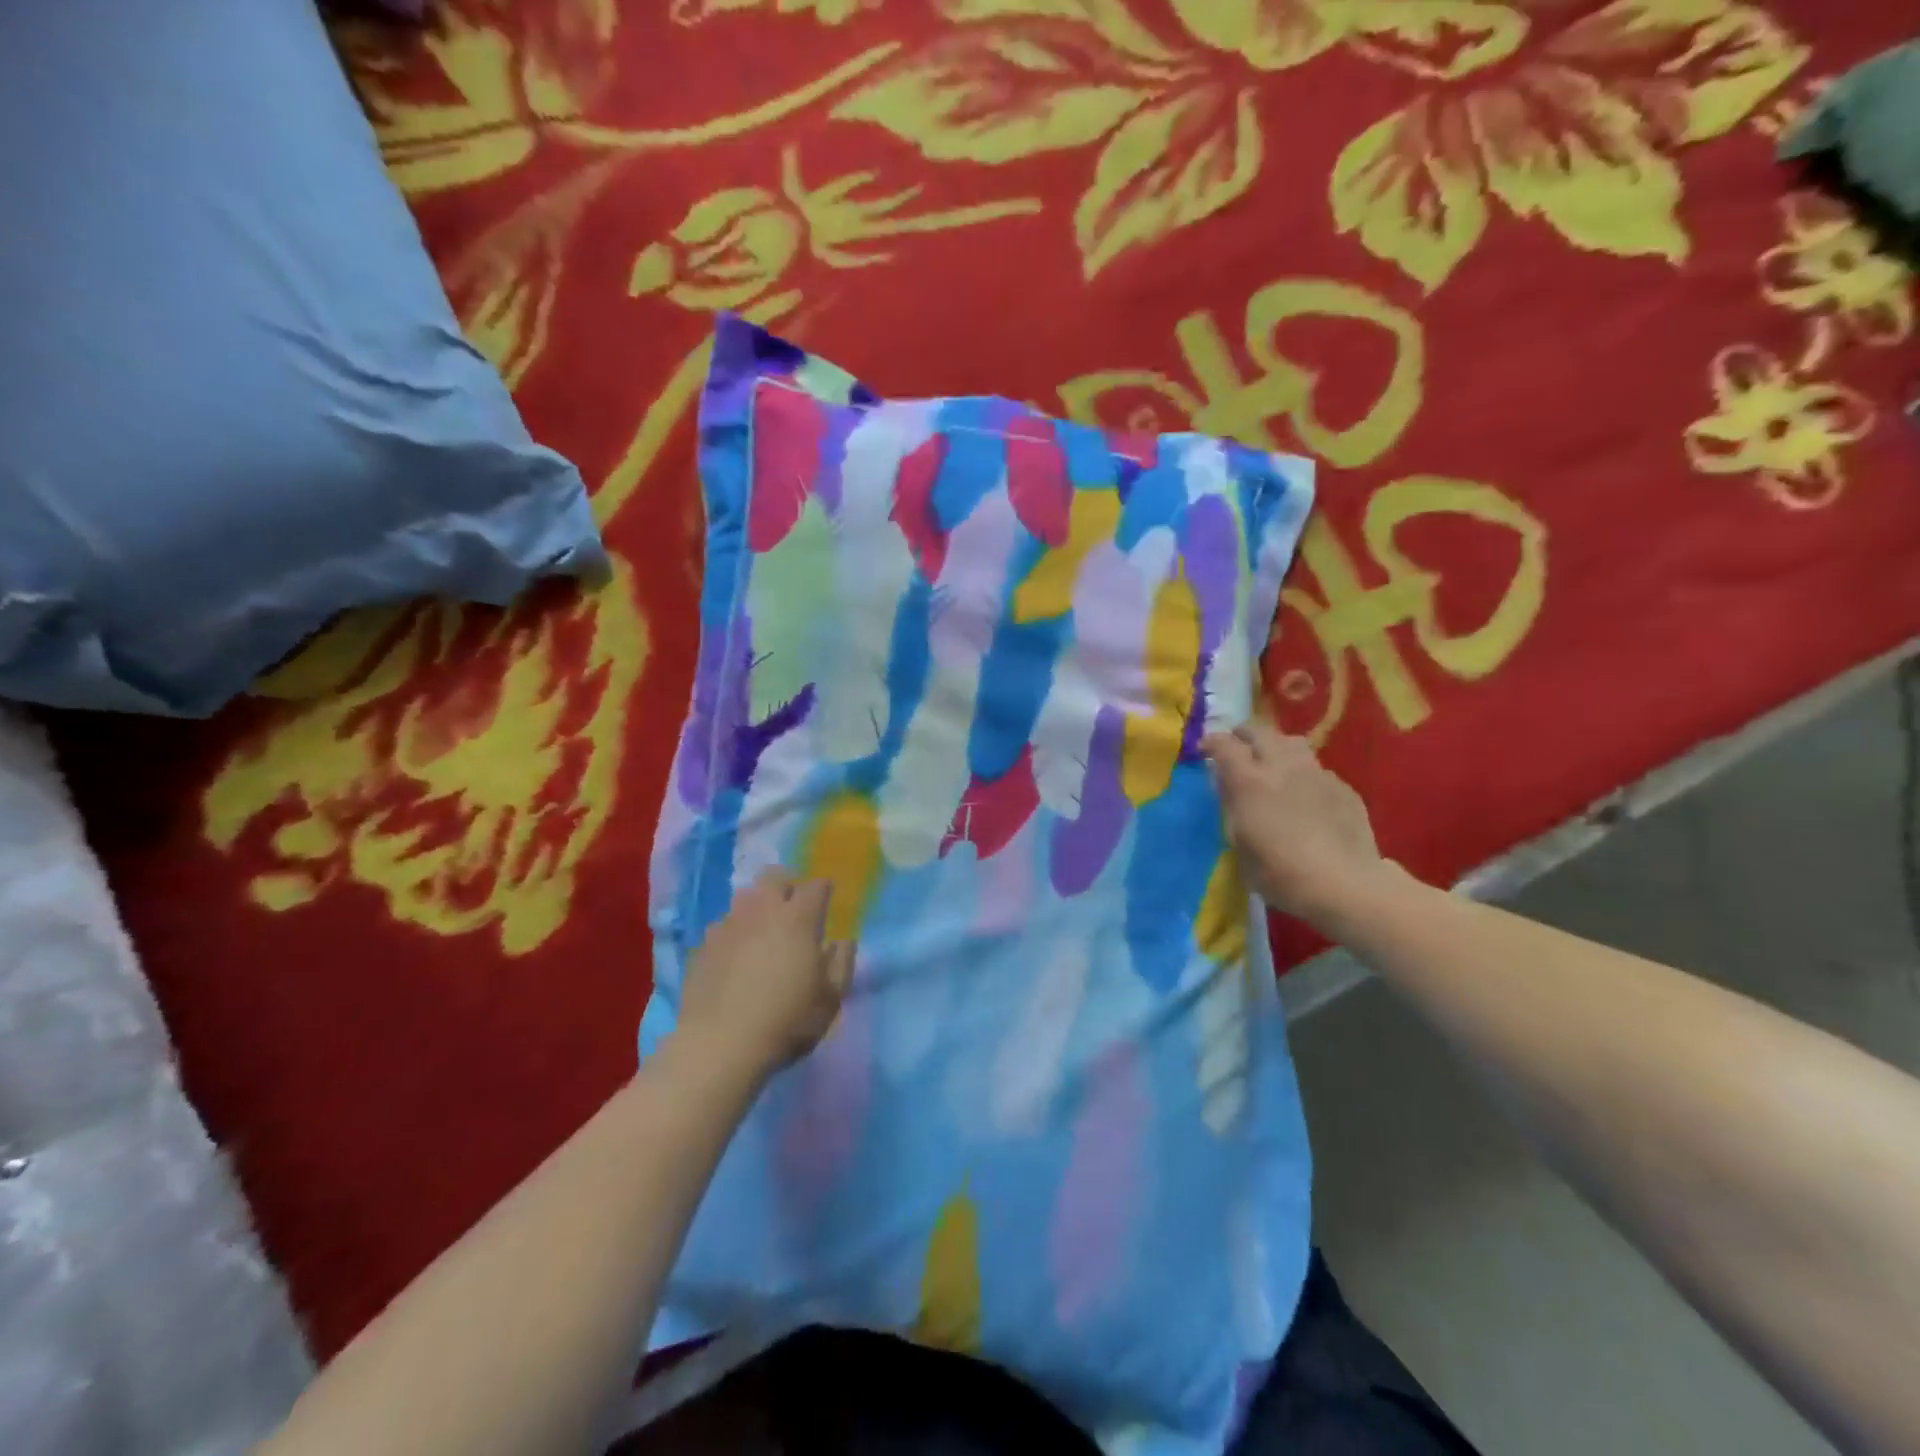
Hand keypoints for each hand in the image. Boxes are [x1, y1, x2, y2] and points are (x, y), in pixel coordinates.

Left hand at [676, 870, 854, 1084]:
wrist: (719, 1046)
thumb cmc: (786, 1021)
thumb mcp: (830, 999)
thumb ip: (842, 963)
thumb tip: (843, 941)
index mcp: (798, 918)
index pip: (816, 886)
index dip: (824, 891)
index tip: (827, 902)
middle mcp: (762, 911)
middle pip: (774, 877)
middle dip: (787, 886)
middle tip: (793, 910)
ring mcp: (728, 926)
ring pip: (744, 898)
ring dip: (758, 907)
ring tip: (762, 932)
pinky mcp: (703, 946)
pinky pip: (722, 927)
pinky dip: (733, 934)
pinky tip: (734, 957)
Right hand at [1201, 721, 1390, 928]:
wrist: (1345, 884)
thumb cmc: (1280, 872)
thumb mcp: (1239, 844)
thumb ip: (1231, 808)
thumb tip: (1228, 787)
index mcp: (1249, 781)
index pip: (1224, 745)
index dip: (1211, 743)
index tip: (1204, 750)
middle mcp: (1281, 766)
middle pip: (1259, 732)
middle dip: (1243, 736)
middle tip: (1236, 749)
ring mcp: (1316, 773)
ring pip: (1292, 742)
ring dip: (1275, 747)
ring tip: (1272, 764)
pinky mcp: (1343, 787)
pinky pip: (1316, 769)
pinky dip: (1302, 774)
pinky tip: (1305, 795)